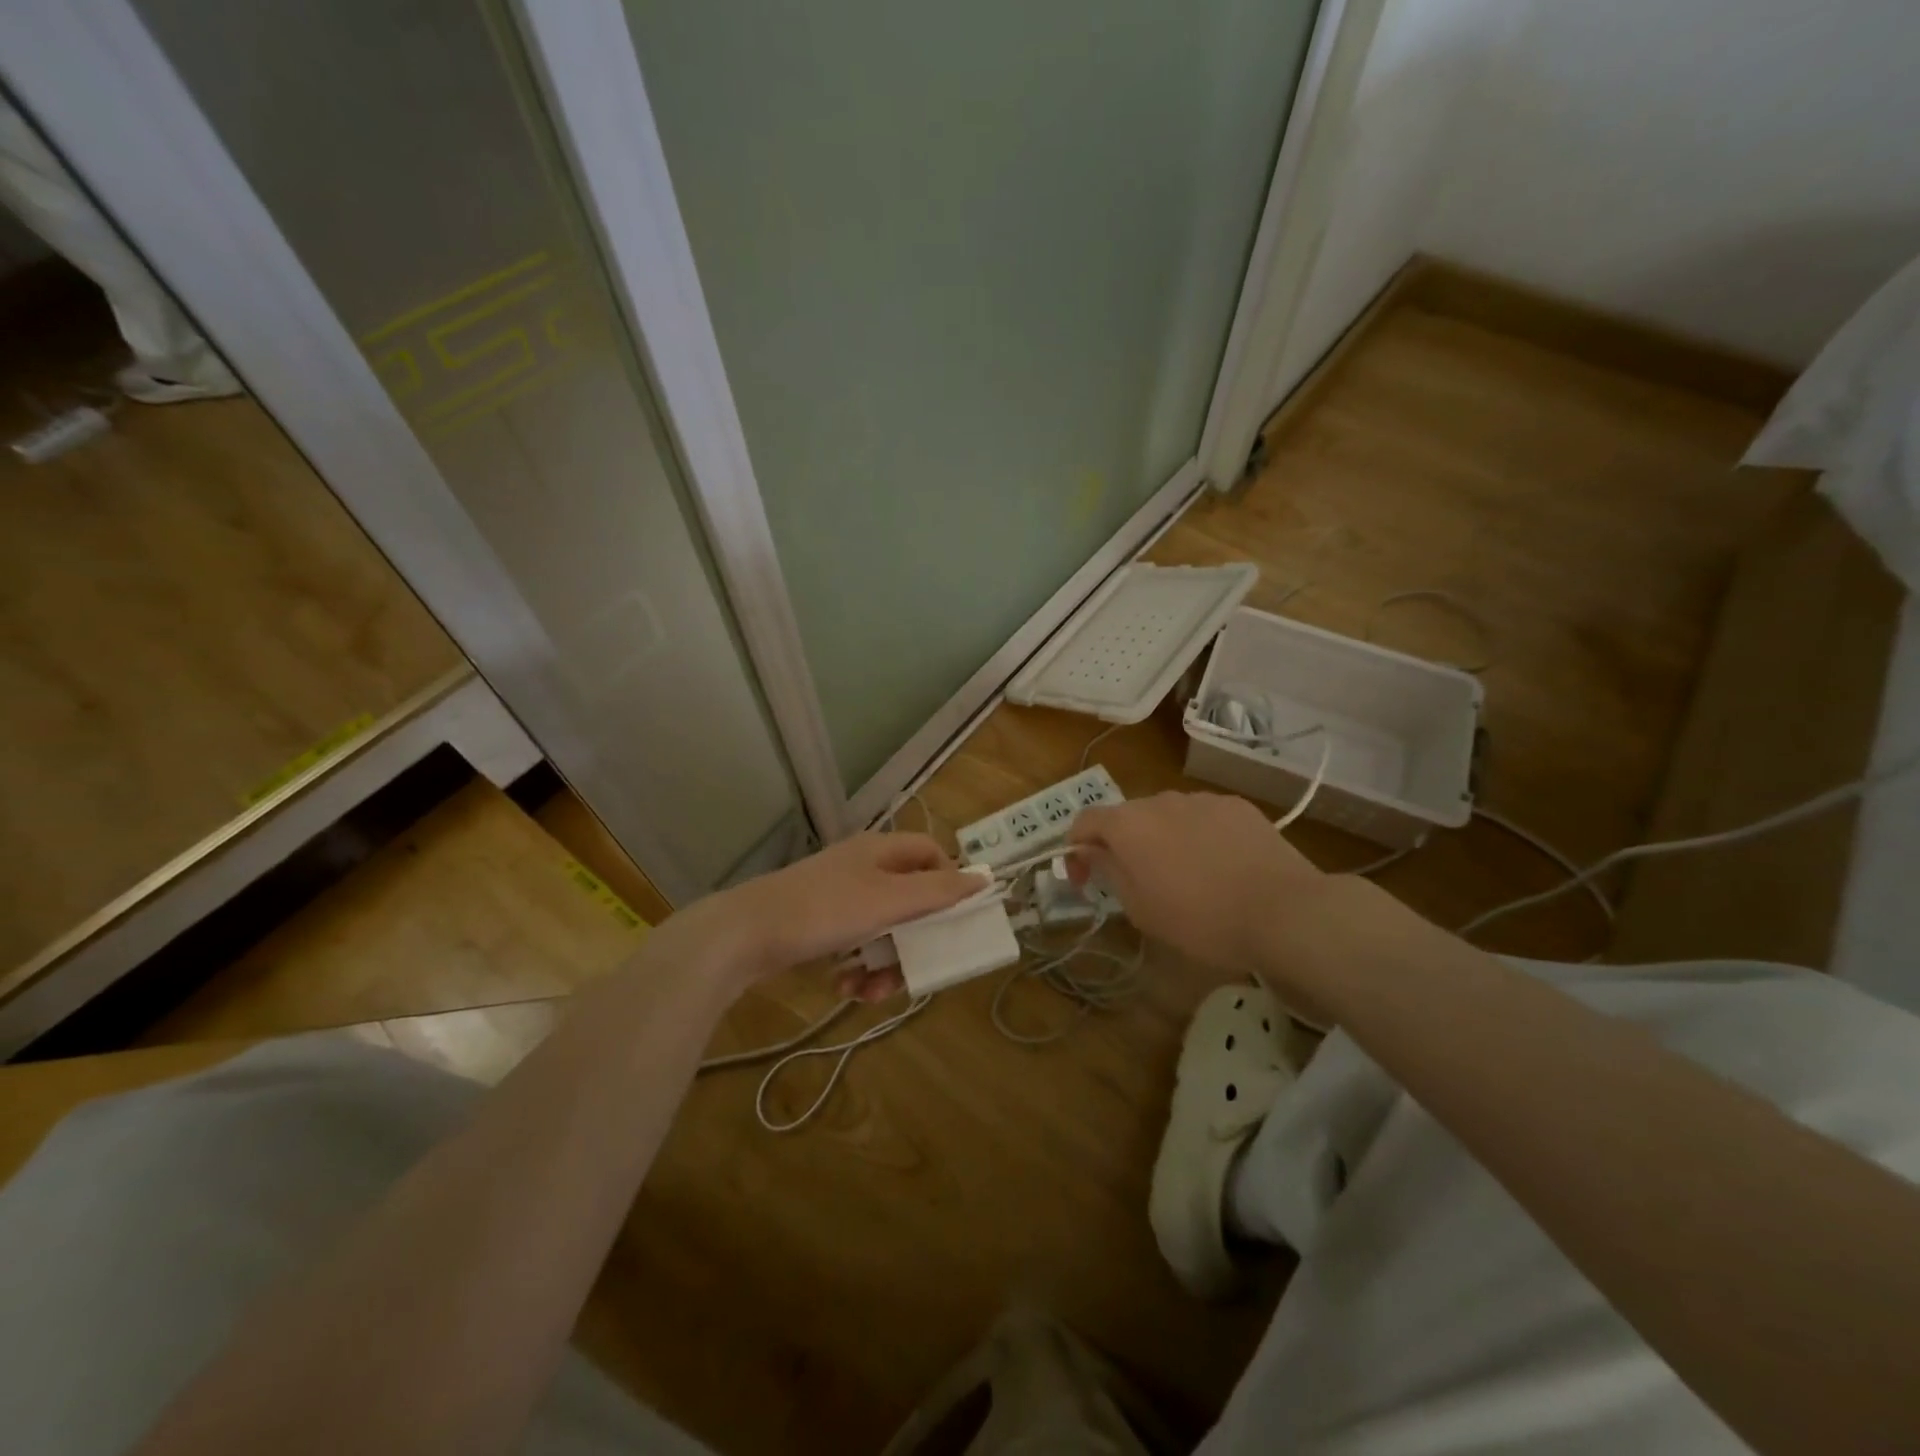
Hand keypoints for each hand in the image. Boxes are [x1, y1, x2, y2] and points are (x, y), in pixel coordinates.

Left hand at [698, 832, 979, 989]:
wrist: (745, 934)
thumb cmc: (824, 910)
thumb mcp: (889, 901)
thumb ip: (937, 891)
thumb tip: (982, 878)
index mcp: (881, 852)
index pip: (930, 853)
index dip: (949, 881)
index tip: (956, 918)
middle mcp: (862, 869)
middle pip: (909, 900)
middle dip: (915, 940)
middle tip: (918, 970)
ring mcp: (838, 897)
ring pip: (883, 930)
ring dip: (886, 963)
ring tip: (872, 991)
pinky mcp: (818, 925)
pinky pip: (855, 944)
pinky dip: (858, 967)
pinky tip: (846, 987)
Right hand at [1066, 792, 1332, 977]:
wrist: (1283, 911)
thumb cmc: (1201, 919)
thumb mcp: (1141, 908)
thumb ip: (1108, 872)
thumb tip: (1092, 852)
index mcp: (1128, 824)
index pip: (1084, 822)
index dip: (1075, 849)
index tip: (1083, 880)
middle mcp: (1160, 800)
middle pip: (1127, 817)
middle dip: (1122, 845)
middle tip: (1135, 883)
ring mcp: (1201, 799)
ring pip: (1167, 815)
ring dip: (1161, 839)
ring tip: (1184, 875)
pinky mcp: (1237, 806)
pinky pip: (1202, 817)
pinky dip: (1198, 836)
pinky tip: (1219, 866)